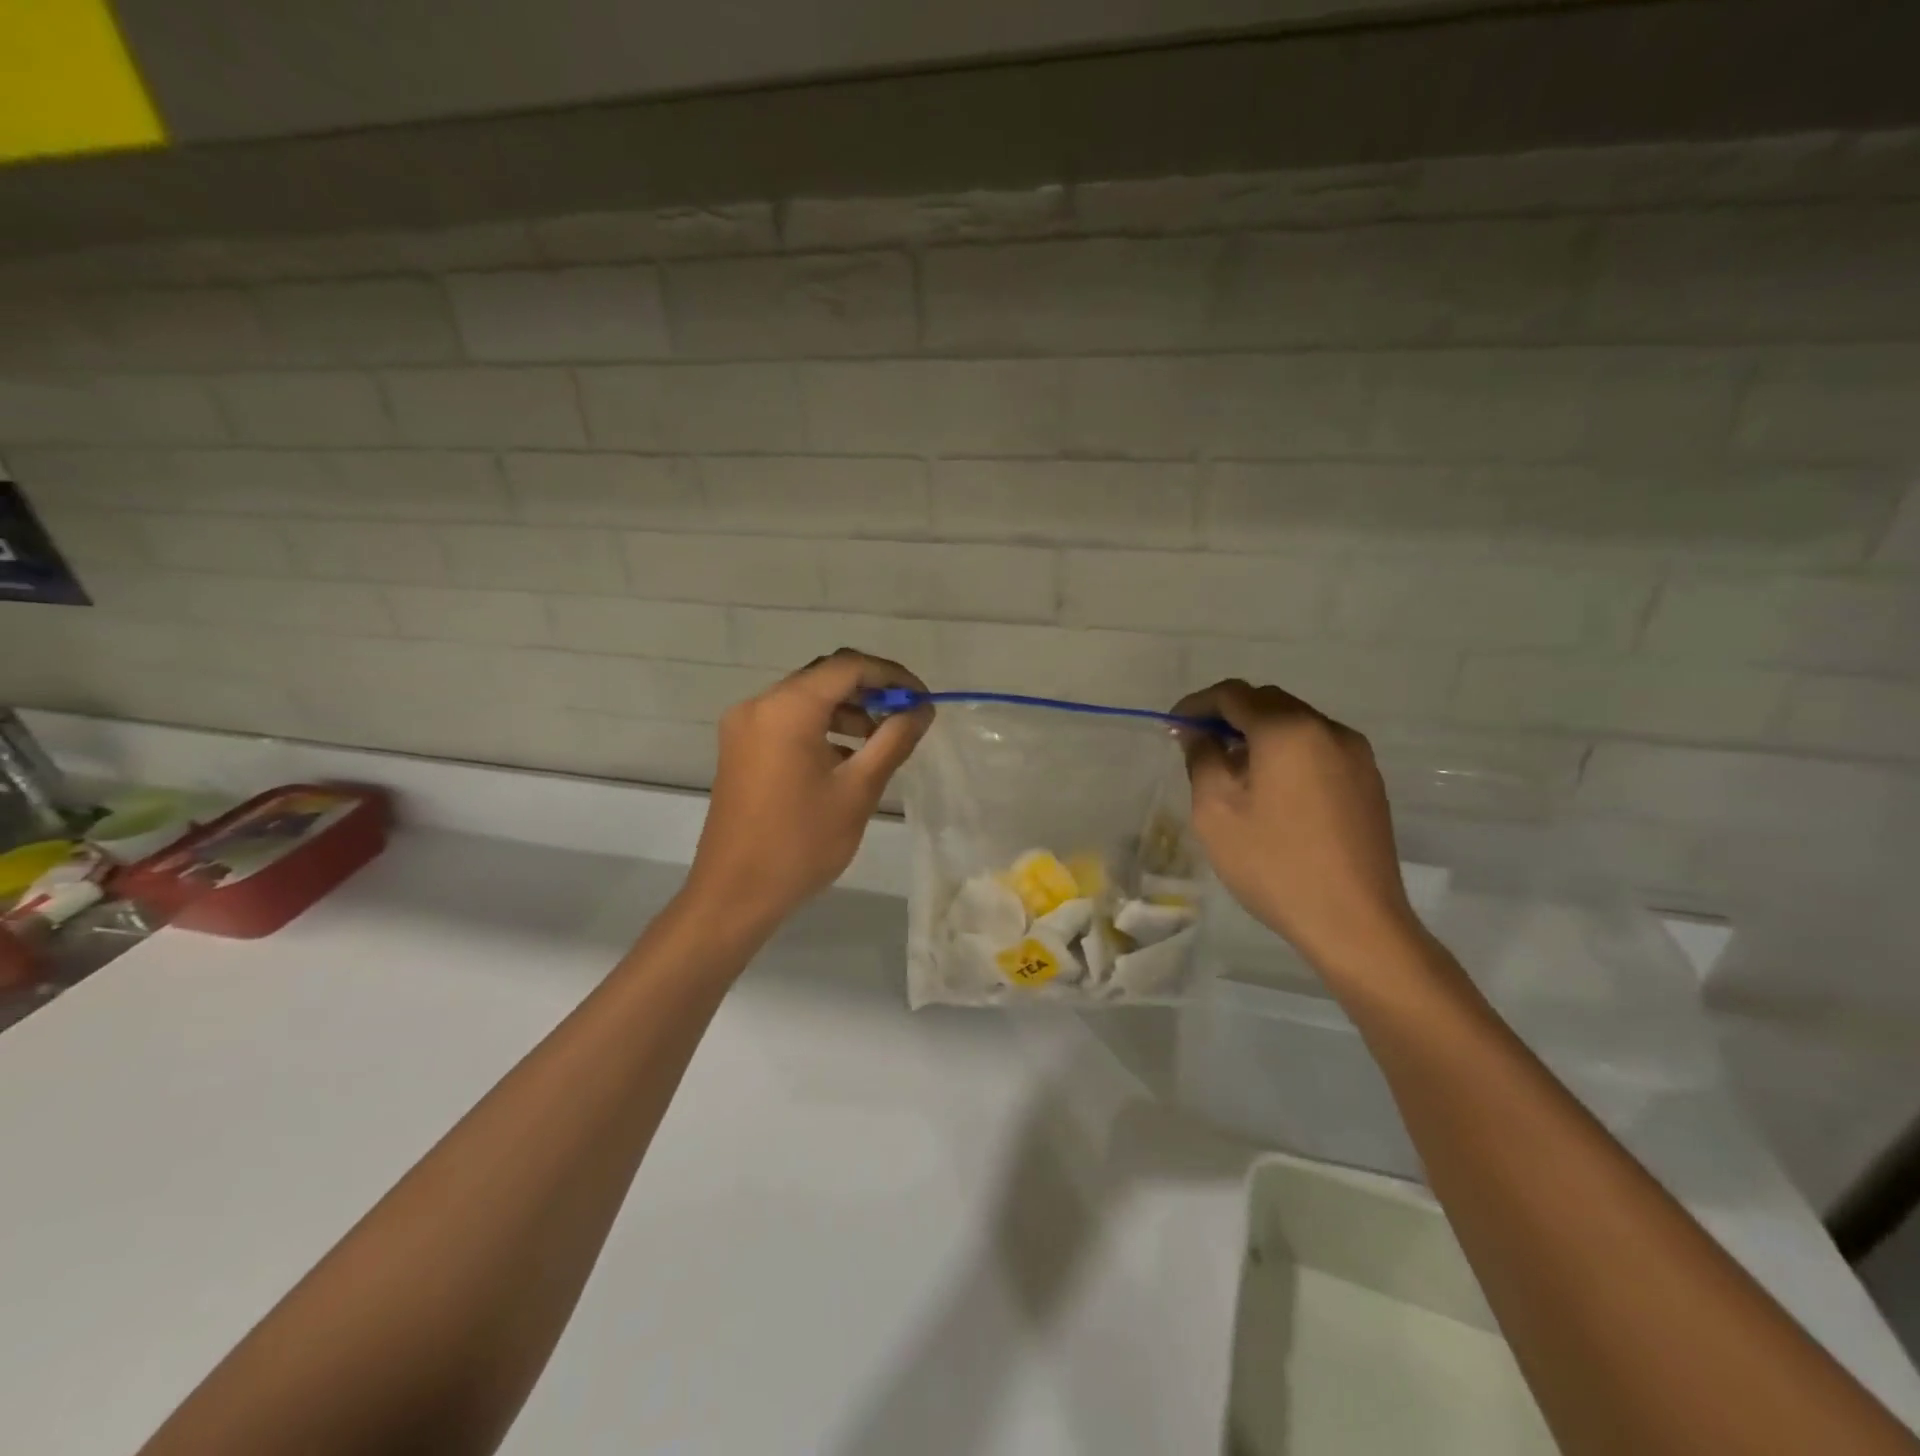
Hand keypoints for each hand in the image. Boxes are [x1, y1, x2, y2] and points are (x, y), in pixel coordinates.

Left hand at [683, 649, 931, 934]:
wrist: (735, 894)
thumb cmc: (801, 843)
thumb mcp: (858, 791)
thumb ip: (893, 741)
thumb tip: (922, 710)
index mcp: (787, 708)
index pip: (849, 667)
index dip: (892, 676)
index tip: (922, 701)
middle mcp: (760, 704)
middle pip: (825, 677)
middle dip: (870, 691)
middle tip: (906, 717)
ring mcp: (744, 726)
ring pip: (806, 699)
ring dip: (847, 710)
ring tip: (881, 740)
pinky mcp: (740, 748)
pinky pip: (787, 721)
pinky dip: (821, 728)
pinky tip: (846, 757)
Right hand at [1173, 679, 1423, 981]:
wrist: (1354, 921)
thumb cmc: (1274, 863)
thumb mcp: (1216, 810)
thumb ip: (1202, 758)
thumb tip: (1198, 733)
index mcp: (1288, 730)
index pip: (1233, 695)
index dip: (1197, 704)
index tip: (1173, 727)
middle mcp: (1327, 729)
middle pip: (1268, 702)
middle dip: (1229, 716)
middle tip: (1198, 746)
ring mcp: (1355, 754)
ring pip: (1296, 724)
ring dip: (1259, 733)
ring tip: (1233, 770)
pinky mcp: (1368, 781)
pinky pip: (1317, 748)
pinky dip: (1286, 752)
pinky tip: (1271, 790)